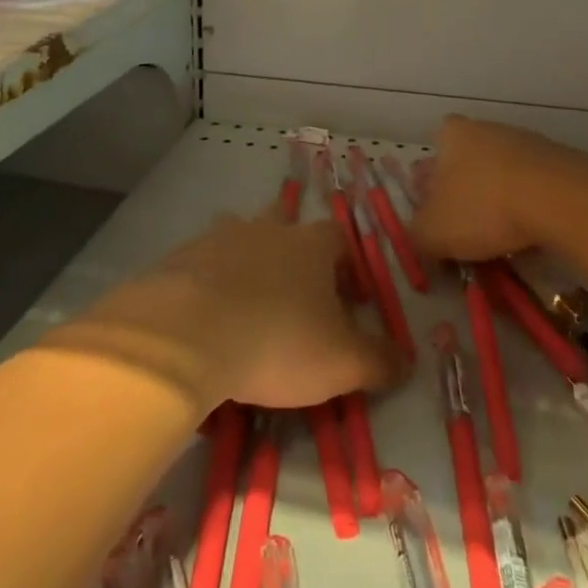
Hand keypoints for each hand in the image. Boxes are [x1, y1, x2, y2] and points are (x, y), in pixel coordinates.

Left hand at [59, 211, 406, 413]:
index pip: (339, 239)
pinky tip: (207, 320)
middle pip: (287, 225)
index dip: (348, 267)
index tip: (350, 302)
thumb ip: (379, 360)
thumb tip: (405, 360)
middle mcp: (268, 229)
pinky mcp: (182, 257)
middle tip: (295, 298)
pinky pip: (203, 264)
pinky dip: (210, 284)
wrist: (189, 331)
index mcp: (310, 244)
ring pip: (241, 240)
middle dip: (293, 255)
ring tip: (248, 307)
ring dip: (248, 265)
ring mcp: (221, 237)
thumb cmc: (278, 340)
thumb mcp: (342, 362)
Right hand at [410, 115, 579, 262]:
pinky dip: (529, 204)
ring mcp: (524, 141)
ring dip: (499, 198)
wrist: (558, 199)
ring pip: (501, 172)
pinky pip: (533, 185)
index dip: (432, 181)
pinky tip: (530, 230)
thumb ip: (417, 235)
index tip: (437, 210)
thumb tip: (419, 237)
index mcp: (450, 135)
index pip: (434, 150)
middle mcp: (485, 128)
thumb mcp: (433, 232)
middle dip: (466, 190)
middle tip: (467, 225)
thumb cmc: (483, 207)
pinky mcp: (557, 160)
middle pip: (468, 159)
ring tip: (501, 235)